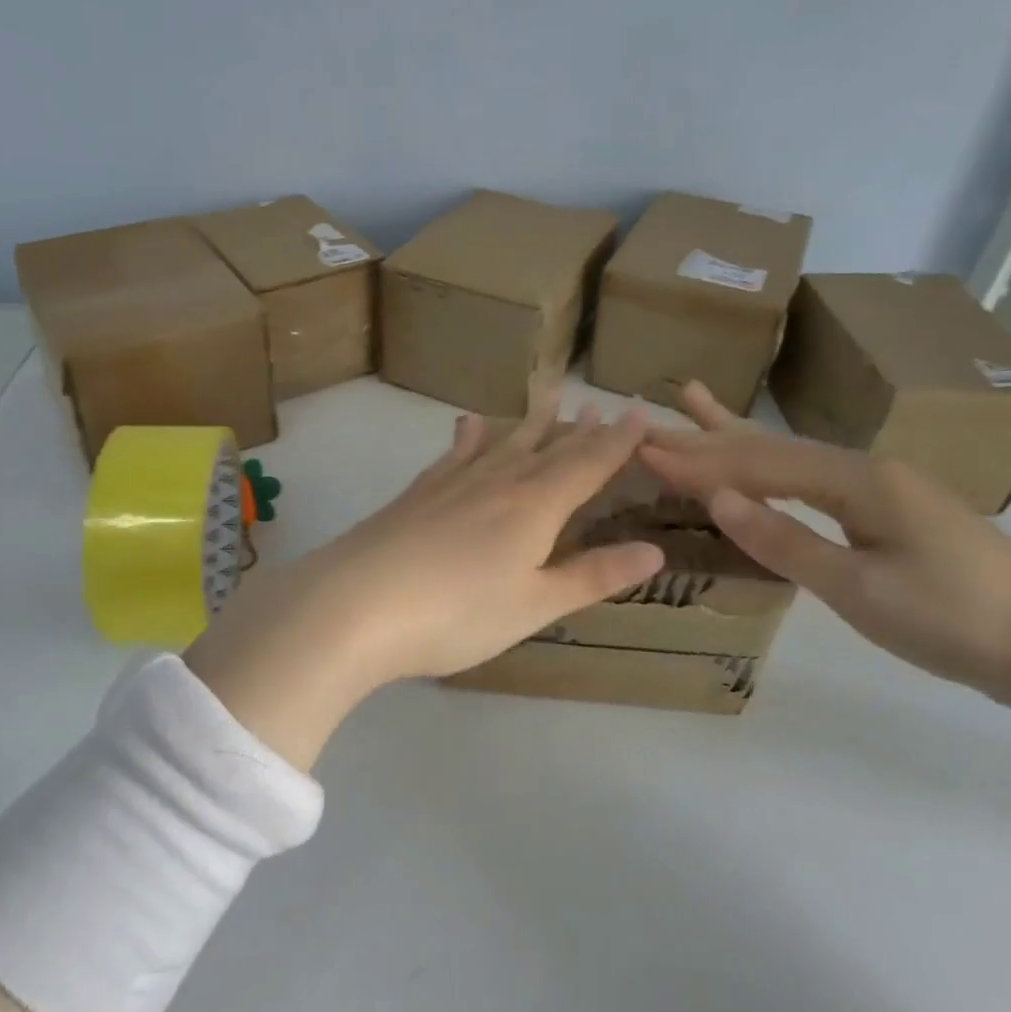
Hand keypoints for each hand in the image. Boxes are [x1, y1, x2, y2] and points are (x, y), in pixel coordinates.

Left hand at [187, 401, 663, 767]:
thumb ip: (592, 575)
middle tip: (600, 405)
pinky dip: (469, 437)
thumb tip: (654, 549)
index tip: (640, 415)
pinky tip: (468, 424)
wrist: (357, 603)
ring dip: (531, 423)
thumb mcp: (534, 605)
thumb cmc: (457, 613)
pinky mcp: (418, 492)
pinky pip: (454, 454)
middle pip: (547, 449)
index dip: (617, 442)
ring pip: (503, 443)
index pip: (587, 465)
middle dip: (579, 430)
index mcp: (535, 507)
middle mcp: (498, 482)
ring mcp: (453, 482)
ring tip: (550, 398)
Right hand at [640, 381, 1010, 713]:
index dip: (698, 458)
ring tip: (695, 401)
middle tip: (649, 420)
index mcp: (858, 480)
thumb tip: (717, 498)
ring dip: (737, 437)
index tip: (641, 449)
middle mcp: (865, 469)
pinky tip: (762, 461)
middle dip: (706, 436)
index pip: (758, 462)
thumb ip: (784, 540)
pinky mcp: (889, 510)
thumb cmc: (954, 620)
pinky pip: (811, 478)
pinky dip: (771, 465)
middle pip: (770, 447)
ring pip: (791, 456)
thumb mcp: (859, 589)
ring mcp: (881, 487)